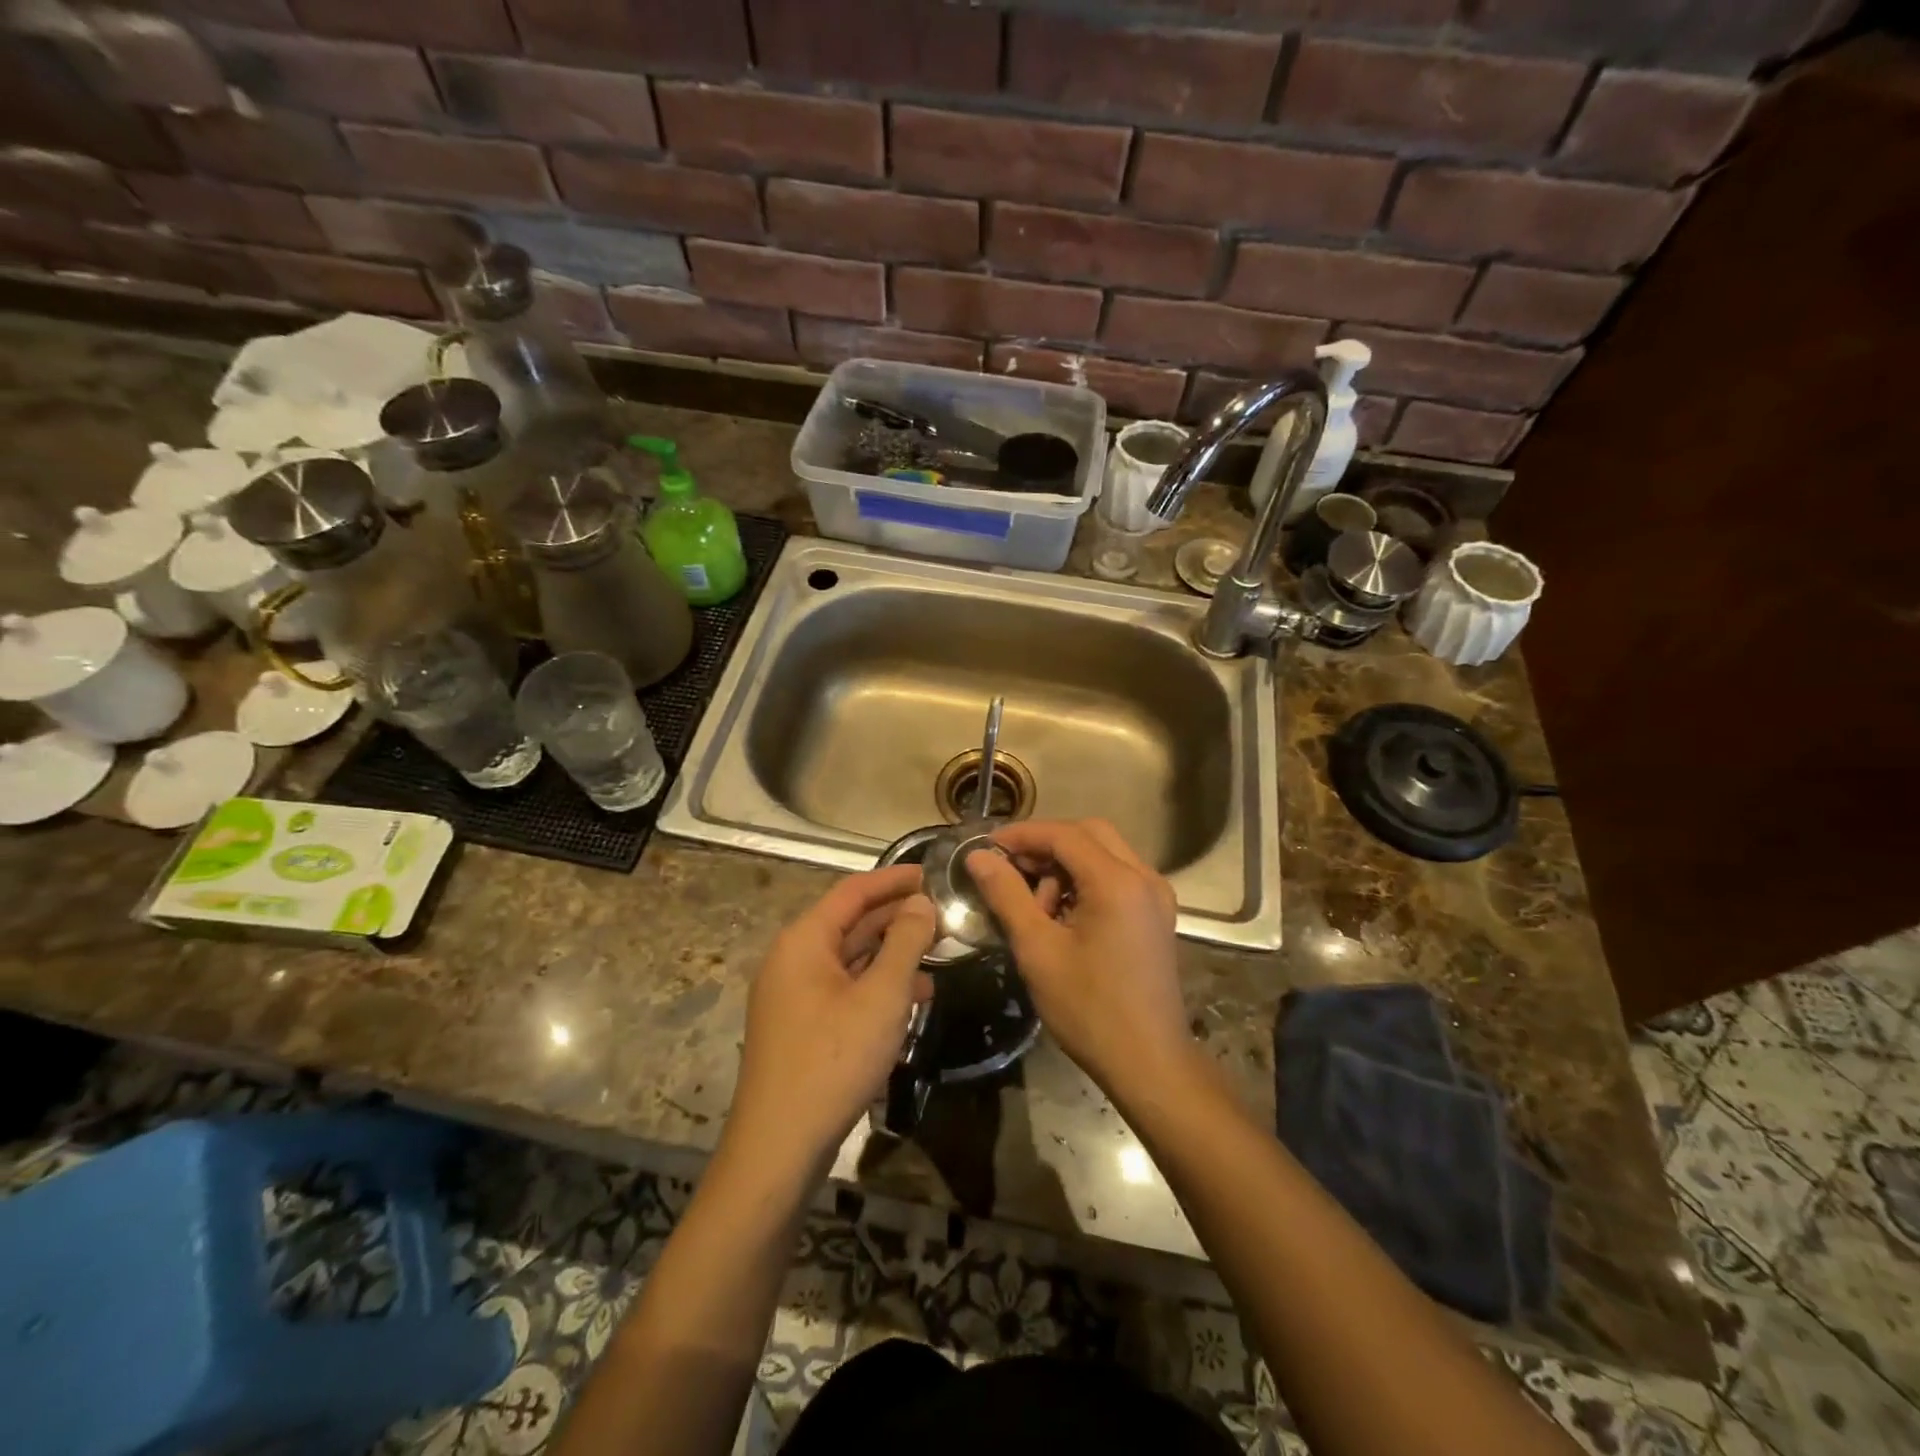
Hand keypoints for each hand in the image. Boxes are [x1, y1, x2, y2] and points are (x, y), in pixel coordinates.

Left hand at [728, 866, 936, 1170]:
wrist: (779, 1147)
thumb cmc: (834, 1059)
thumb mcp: (882, 997)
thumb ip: (905, 942)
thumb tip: (921, 903)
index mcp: (804, 941)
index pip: (853, 891)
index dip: (894, 879)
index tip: (932, 873)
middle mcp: (792, 959)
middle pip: (850, 923)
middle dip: (897, 918)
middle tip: (943, 914)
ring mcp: (793, 995)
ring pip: (849, 959)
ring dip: (891, 954)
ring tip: (937, 955)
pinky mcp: (800, 1026)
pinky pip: (843, 989)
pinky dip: (876, 986)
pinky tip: (911, 999)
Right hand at [967, 819, 1188, 1092]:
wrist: (1149, 1063)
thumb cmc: (1088, 1008)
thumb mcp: (1038, 949)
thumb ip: (1007, 894)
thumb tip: (978, 856)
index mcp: (1118, 882)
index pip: (1064, 835)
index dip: (1022, 835)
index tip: (986, 847)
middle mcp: (1144, 877)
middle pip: (1089, 834)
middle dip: (1046, 845)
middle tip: (1011, 870)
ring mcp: (1156, 895)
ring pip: (1105, 853)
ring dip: (1066, 865)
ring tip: (1036, 906)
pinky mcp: (1156, 914)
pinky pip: (1117, 876)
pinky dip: (1086, 881)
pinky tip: (1062, 915)